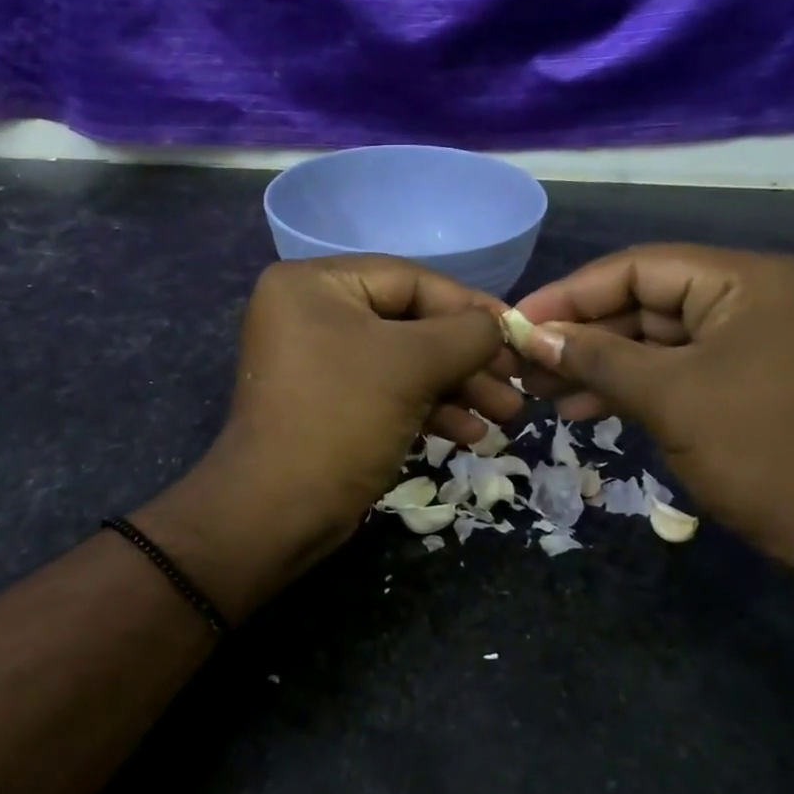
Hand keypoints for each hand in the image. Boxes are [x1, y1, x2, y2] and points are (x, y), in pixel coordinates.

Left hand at [139, 257, 517, 620]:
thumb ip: (466, 333)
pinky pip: (386, 391)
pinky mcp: (328, 402)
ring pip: (403, 361)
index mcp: (313, 284)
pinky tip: (471, 434)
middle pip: (409, 322)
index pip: (408, 280)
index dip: (468, 306)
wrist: (276, 514)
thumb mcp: (412, 365)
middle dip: (466, 357)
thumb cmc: (342, 418)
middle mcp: (310, 312)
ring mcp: (317, 360)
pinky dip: (428, 409)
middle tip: (516, 381)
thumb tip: (499, 325)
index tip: (516, 332)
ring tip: (506, 414)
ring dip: (457, 387)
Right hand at [512, 245, 793, 598]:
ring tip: (539, 390)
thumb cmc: (763, 452)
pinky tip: (578, 407)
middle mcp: (747, 297)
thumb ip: (596, 358)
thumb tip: (531, 336)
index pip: (638, 267)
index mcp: (744, 281)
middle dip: (581, 334)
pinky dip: (627, 385)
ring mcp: (745, 339)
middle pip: (643, 301)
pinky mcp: (739, 378)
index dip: (571, 293)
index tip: (517, 321)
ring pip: (651, 339)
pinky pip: (671, 368)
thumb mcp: (669, 399)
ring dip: (596, 364)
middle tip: (522, 361)